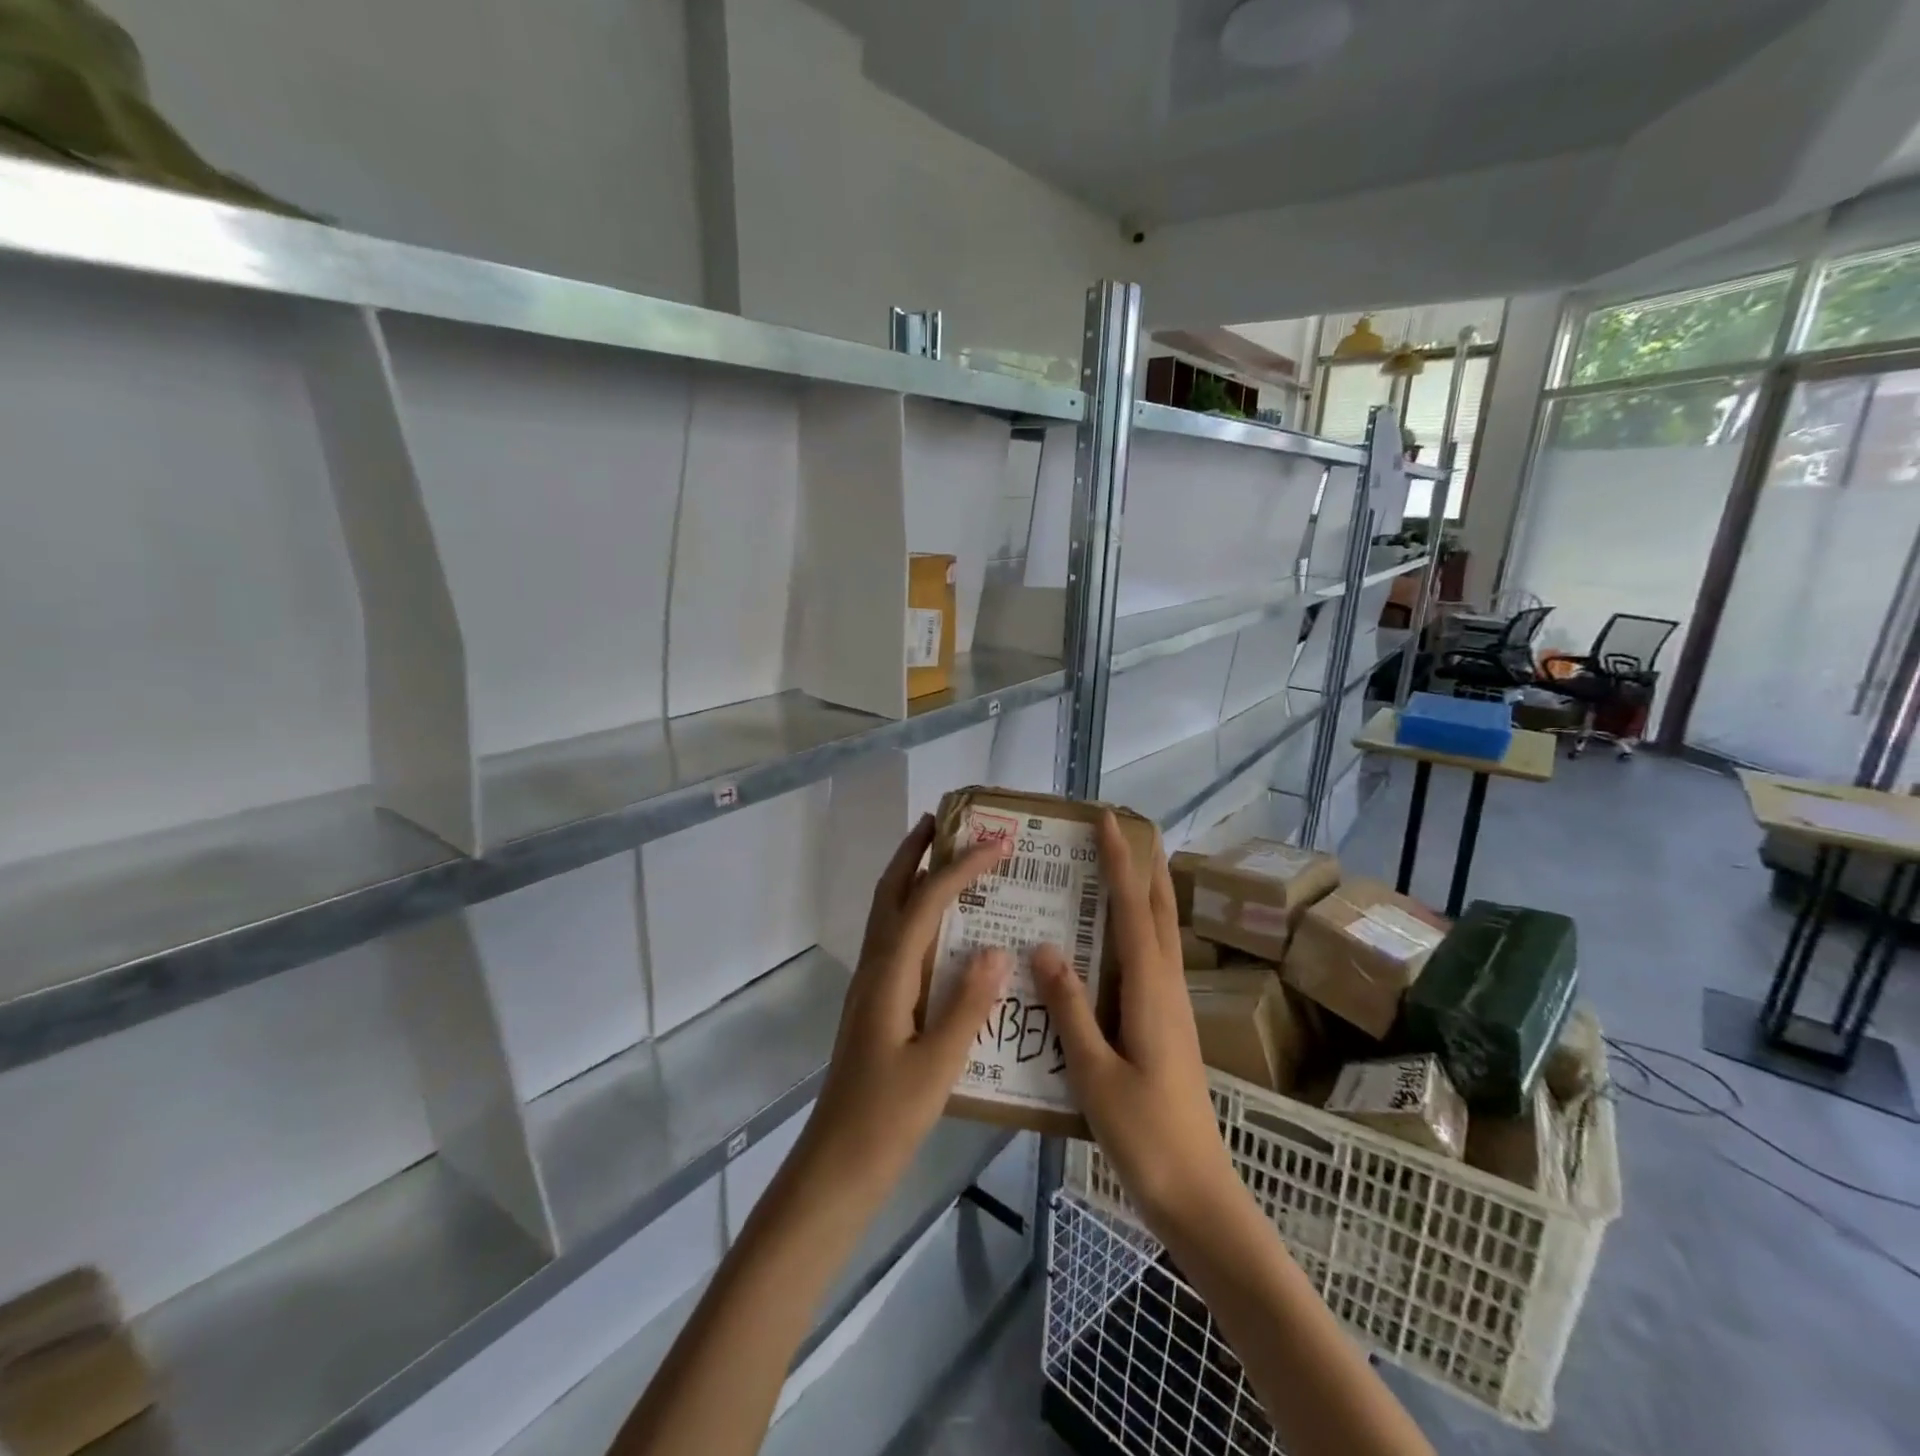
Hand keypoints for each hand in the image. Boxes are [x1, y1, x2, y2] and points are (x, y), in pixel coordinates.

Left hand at [802, 814, 1011, 1189]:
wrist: (837, 1163)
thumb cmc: (887, 1118)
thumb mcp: (938, 1065)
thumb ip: (967, 1004)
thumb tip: (997, 948)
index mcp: (890, 974)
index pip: (926, 901)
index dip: (961, 867)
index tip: (998, 843)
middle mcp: (875, 967)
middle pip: (891, 891)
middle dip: (916, 850)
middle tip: (945, 820)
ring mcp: (871, 984)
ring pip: (888, 912)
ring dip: (912, 875)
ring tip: (945, 856)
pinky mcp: (875, 1002)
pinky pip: (895, 939)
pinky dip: (914, 911)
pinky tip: (943, 929)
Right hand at [1033, 813, 1240, 1240]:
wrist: (1197, 1194)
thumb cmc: (1144, 1135)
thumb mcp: (1095, 1072)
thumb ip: (1070, 1007)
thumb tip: (1045, 946)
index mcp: (1150, 991)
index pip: (1135, 909)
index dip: (1121, 862)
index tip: (1109, 820)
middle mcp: (1167, 987)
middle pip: (1161, 912)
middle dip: (1143, 867)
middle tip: (1118, 833)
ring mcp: (1173, 1007)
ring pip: (1161, 934)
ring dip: (1144, 895)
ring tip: (1113, 871)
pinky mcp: (1169, 1026)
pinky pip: (1153, 960)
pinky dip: (1137, 931)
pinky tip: (1112, 942)